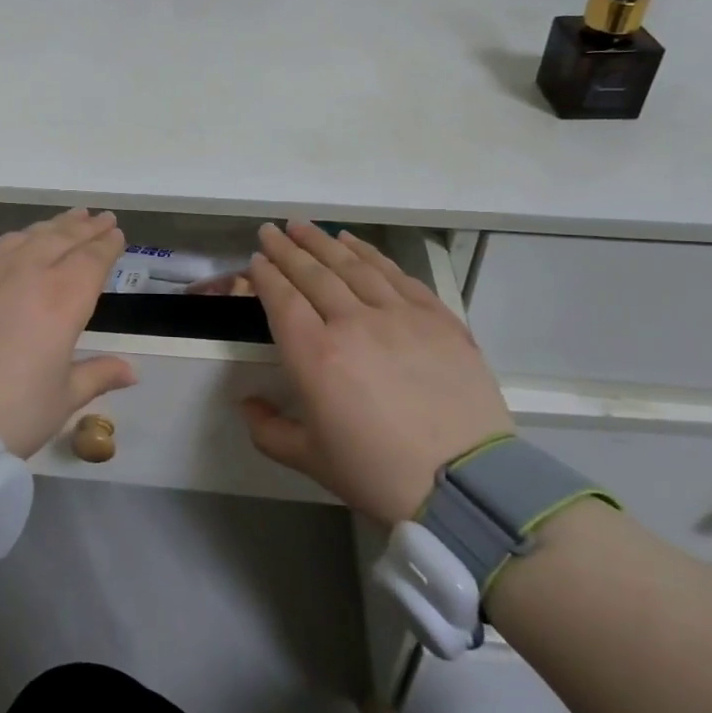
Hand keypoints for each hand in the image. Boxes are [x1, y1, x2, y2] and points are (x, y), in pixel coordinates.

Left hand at [0, 208, 138, 456]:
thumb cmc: (8, 413)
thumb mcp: (61, 400)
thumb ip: (97, 375)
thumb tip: (132, 371)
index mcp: (62, 299)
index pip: (92, 259)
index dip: (107, 245)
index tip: (118, 233)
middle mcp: (27, 273)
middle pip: (62, 238)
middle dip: (85, 227)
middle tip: (100, 216)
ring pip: (27, 237)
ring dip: (52, 227)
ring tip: (67, 221)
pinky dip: (16, 240)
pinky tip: (17, 243)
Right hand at [241, 221, 513, 525]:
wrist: (465, 485)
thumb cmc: (378, 474)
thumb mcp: (310, 459)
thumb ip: (267, 429)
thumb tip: (246, 402)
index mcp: (315, 355)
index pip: (282, 299)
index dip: (266, 274)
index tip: (256, 259)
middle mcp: (353, 323)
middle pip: (313, 273)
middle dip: (287, 248)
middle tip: (271, 230)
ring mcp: (398, 315)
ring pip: (353, 265)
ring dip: (324, 242)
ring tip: (305, 227)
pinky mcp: (436, 317)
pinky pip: (396, 274)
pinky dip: (370, 253)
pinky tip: (354, 243)